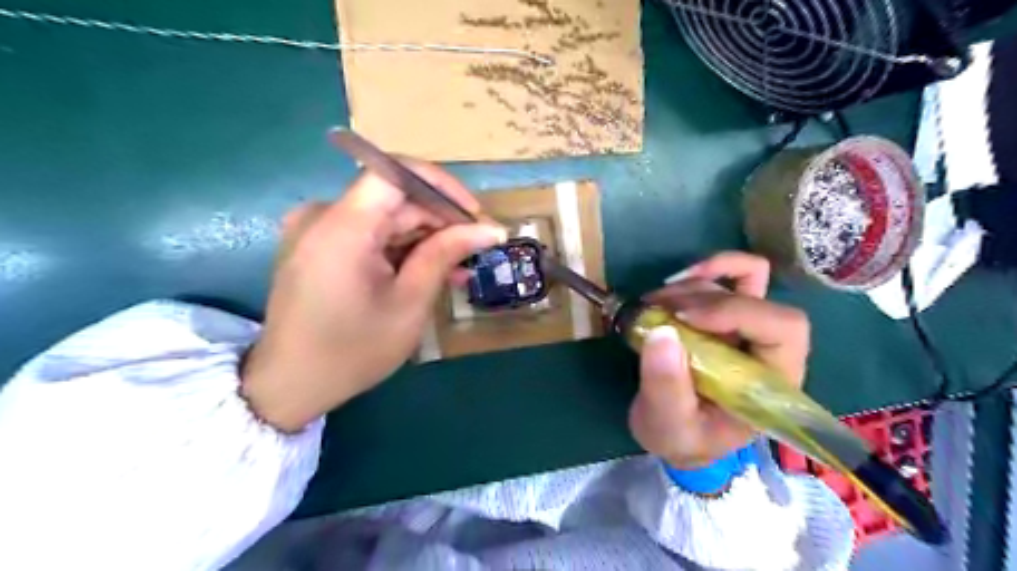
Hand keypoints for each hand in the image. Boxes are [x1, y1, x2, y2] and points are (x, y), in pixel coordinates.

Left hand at [239, 158, 507, 429]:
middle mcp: (323, 215)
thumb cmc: (353, 350)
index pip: (397, 173)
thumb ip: (445, 255)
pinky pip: (368, 234)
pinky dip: (400, 249)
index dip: (441, 186)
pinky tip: (428, 271)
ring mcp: (317, 230)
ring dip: (424, 238)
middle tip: (477, 248)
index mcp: (342, 227)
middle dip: (439, 220)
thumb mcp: (409, 303)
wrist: (290, 386)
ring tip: (459, 267)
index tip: (473, 215)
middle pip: (393, 198)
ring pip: (384, 217)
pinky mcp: (318, 246)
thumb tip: (489, 229)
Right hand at [629, 253, 812, 468]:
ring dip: (690, 286)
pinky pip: (732, 276)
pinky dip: (703, 271)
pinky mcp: (726, 316)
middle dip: (704, 298)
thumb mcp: (668, 425)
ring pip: (737, 281)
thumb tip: (662, 332)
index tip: (683, 319)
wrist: (676, 433)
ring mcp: (748, 328)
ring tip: (651, 306)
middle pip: (758, 298)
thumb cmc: (682, 438)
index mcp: (773, 382)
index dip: (736, 312)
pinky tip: (672, 285)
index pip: (783, 329)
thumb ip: (666, 387)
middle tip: (657, 311)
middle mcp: (768, 348)